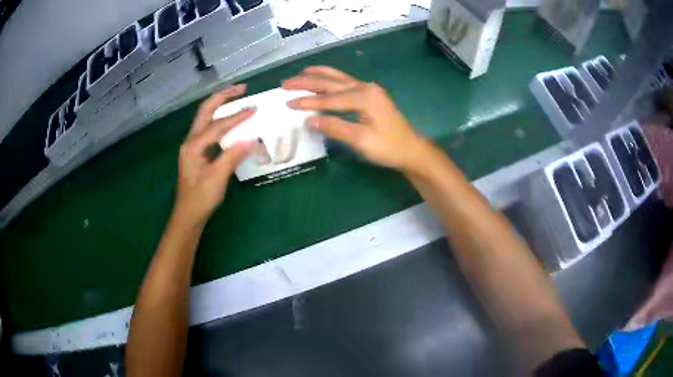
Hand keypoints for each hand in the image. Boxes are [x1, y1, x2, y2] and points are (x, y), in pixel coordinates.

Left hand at [174, 85, 255, 226]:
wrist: (188, 214)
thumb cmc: (201, 198)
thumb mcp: (217, 178)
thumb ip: (233, 156)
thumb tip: (252, 138)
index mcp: (194, 146)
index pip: (218, 125)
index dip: (237, 116)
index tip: (254, 108)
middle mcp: (191, 140)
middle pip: (205, 110)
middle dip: (223, 96)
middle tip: (242, 88)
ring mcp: (193, 145)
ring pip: (205, 117)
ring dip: (220, 104)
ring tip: (237, 97)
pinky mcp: (197, 151)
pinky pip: (208, 128)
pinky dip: (219, 118)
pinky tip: (230, 120)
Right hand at [283, 66, 429, 171]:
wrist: (411, 149)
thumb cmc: (388, 147)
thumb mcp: (361, 140)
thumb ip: (335, 128)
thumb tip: (309, 120)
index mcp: (363, 97)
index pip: (329, 99)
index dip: (307, 102)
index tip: (287, 104)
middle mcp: (365, 87)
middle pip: (330, 82)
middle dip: (306, 82)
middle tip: (284, 83)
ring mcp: (368, 89)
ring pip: (337, 78)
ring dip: (317, 75)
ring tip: (299, 74)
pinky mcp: (370, 94)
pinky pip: (345, 81)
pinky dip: (330, 78)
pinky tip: (322, 76)